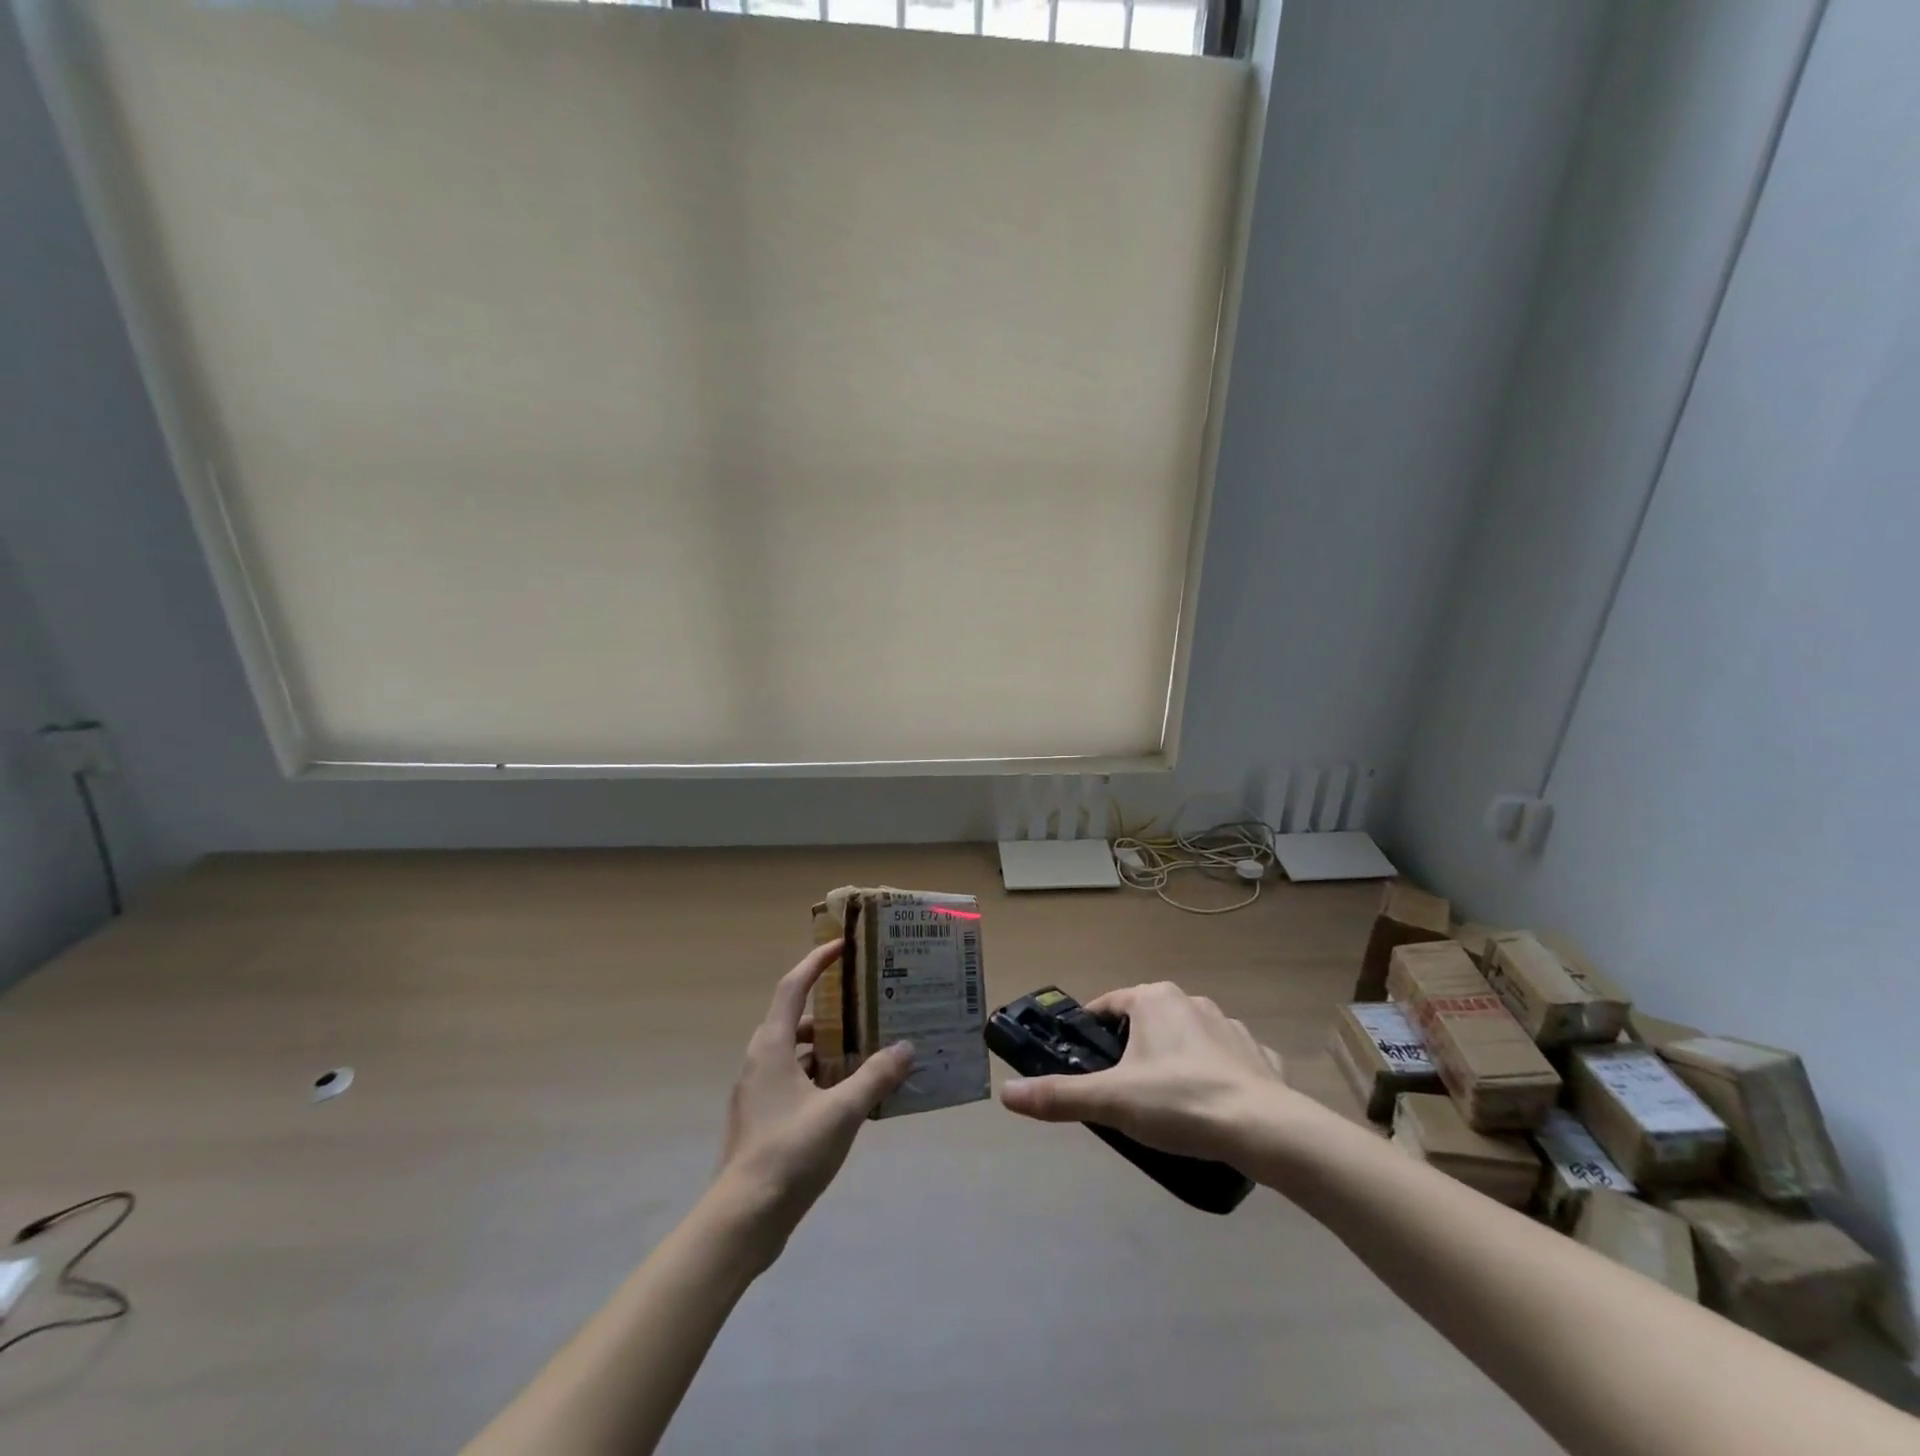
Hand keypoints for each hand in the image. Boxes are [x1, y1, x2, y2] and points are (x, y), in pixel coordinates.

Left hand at [712, 941, 912, 1260]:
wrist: (742, 1220)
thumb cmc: (789, 1153)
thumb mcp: (841, 1112)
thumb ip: (875, 1076)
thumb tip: (906, 1048)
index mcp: (772, 1045)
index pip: (793, 986)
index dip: (817, 961)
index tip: (843, 946)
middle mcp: (762, 1060)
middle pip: (797, 1018)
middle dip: (832, 1008)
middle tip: (868, 1004)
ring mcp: (759, 1091)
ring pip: (798, 1053)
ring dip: (829, 1046)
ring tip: (869, 1048)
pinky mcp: (763, 1118)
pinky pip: (797, 1080)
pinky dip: (822, 1076)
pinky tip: (851, 1093)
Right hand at [998, 981, 1295, 1166]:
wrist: (1265, 1129)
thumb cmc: (1180, 1101)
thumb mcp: (1112, 1102)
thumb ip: (1059, 1096)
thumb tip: (1006, 1094)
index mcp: (1153, 999)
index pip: (1108, 1005)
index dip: (1092, 1033)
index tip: (1085, 1063)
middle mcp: (1190, 1000)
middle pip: (1146, 1020)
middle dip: (1132, 1049)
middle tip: (1122, 1092)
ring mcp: (1229, 1025)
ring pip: (1187, 1037)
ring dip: (1173, 1060)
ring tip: (1167, 1105)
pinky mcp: (1258, 1054)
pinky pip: (1226, 1058)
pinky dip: (1216, 1075)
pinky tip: (1214, 1107)